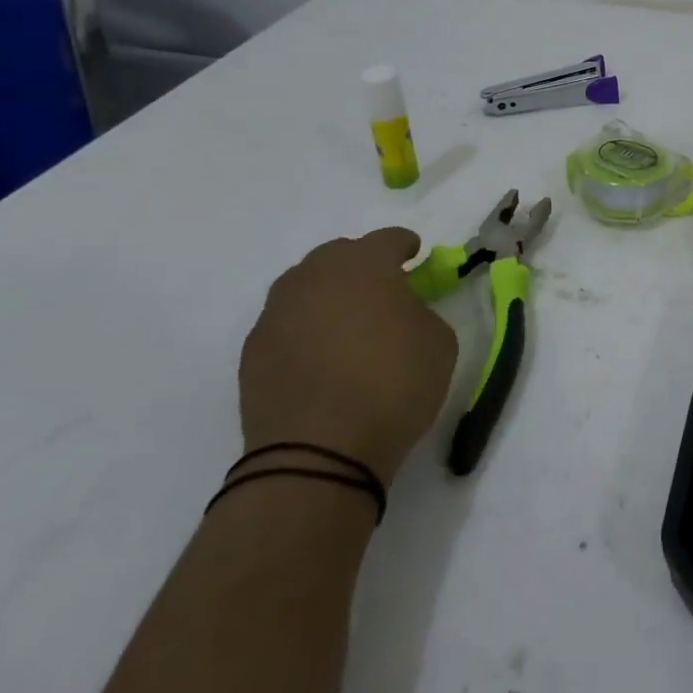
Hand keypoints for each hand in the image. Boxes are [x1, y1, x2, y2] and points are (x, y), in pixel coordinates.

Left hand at [240, 228, 458, 481]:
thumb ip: (423, 311)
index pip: (389, 239)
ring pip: (306, 285)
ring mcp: (277, 312)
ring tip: (347, 322)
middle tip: (382, 290)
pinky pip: (286, 323)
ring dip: (329, 294)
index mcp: (365, 264)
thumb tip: (404, 309)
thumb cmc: (393, 385)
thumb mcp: (439, 341)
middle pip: (340, 254)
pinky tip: (321, 356)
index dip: (406, 246)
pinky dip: (305, 328)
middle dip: (362, 265)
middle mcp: (315, 276)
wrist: (318, 453)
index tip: (416, 257)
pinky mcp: (253, 351)